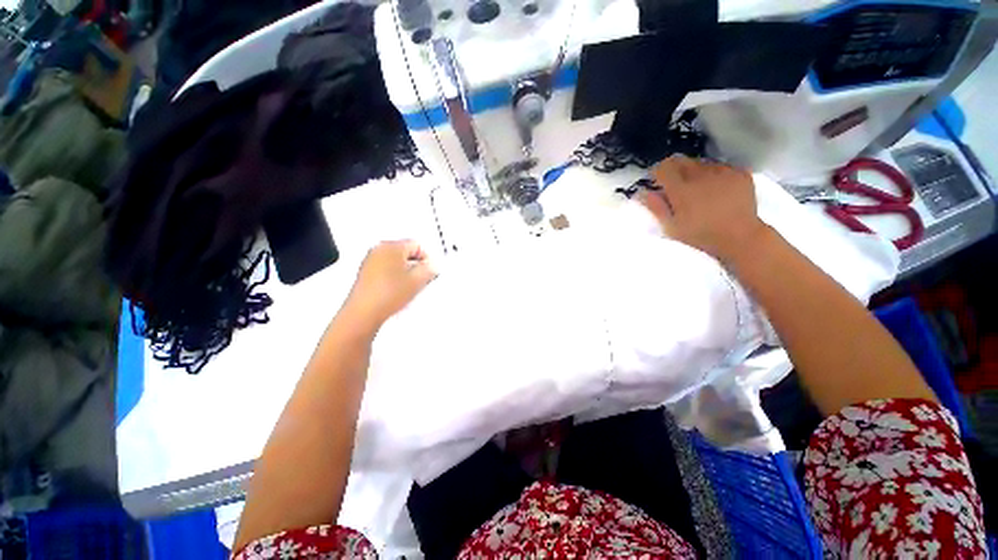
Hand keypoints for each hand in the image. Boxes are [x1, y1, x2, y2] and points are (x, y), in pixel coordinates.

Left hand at [342, 240, 436, 329]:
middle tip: (421, 279)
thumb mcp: (418, 280)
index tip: (430, 270)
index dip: (427, 259)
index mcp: (391, 246)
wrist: (365, 312)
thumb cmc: (387, 295)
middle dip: (416, 265)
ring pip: (397, 262)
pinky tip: (398, 291)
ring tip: (409, 288)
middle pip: (406, 252)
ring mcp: (370, 261)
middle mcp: (379, 250)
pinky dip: (395, 277)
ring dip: (406, 272)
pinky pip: (387, 270)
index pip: (417, 245)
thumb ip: (430, 268)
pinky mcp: (366, 273)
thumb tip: (432, 265)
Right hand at [639, 155, 769, 263]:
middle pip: (681, 160)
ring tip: (698, 189)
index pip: (663, 167)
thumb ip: (656, 207)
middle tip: (675, 186)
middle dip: (674, 170)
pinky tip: (716, 189)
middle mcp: (701, 175)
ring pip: (700, 162)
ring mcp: (723, 171)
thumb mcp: (671, 227)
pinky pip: (720, 166)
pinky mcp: (740, 172)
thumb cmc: (701, 236)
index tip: (657, 182)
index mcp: (682, 189)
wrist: (740, 237)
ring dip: (694, 172)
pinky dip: (714, 174)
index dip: (657, 173)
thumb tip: (643, 192)